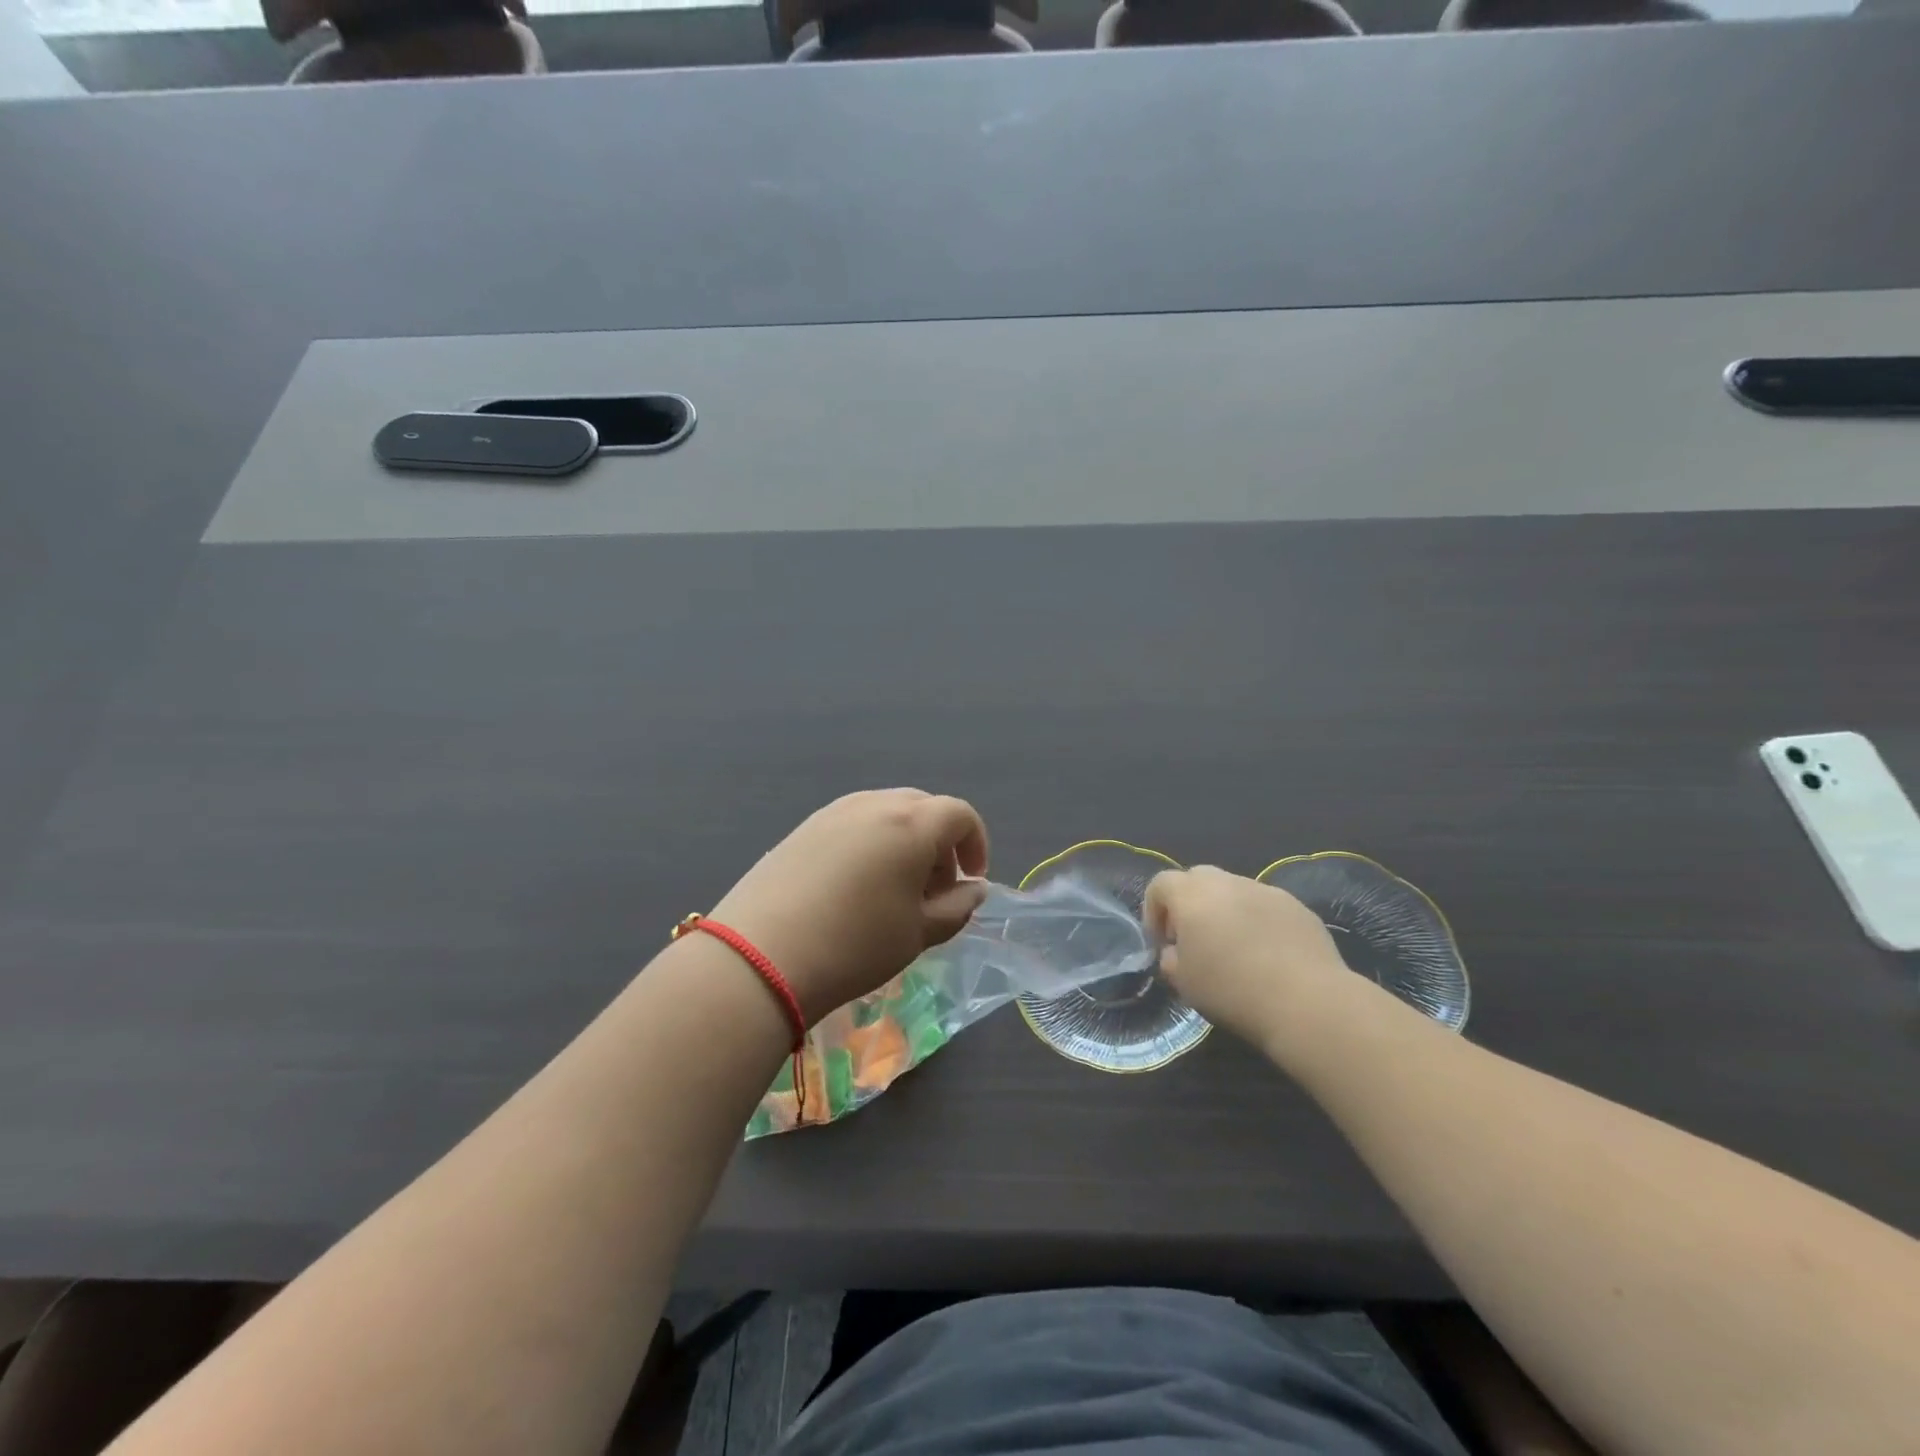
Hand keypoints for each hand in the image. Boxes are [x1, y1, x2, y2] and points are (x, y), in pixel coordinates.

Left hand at [708, 790, 989, 1022]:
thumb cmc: (856, 945)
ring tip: (894, 891)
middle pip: (923, 808)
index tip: (970, 881)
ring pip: (886, 813)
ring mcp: (834, 811)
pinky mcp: (804, 827)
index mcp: (912, 822)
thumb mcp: (919, 933)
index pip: (960, 815)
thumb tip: (973, 888)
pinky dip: (870, 845)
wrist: (761, 956)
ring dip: (904, 843)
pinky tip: (854, 888)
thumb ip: (957, 906)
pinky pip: (853, 824)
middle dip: (939, 844)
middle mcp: (874, 803)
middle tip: (933, 890)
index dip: (975, 844)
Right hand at [1143, 866, 1353, 1051]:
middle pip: (1197, 879)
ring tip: (1234, 949)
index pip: (1160, 884)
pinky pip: (1265, 906)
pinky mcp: (1297, 907)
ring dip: (1224, 911)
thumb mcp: (1184, 983)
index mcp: (1192, 895)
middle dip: (1189, 904)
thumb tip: (1175, 952)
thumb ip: (1171, 959)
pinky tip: (1267, 954)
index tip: (1161, 942)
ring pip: (1233, 890)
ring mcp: (1266, 890)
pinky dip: (1256, 921)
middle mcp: (1227, 882)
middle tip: (1193, 940)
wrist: (1307, 1001)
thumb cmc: (1232, 990)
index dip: (1153, 910)